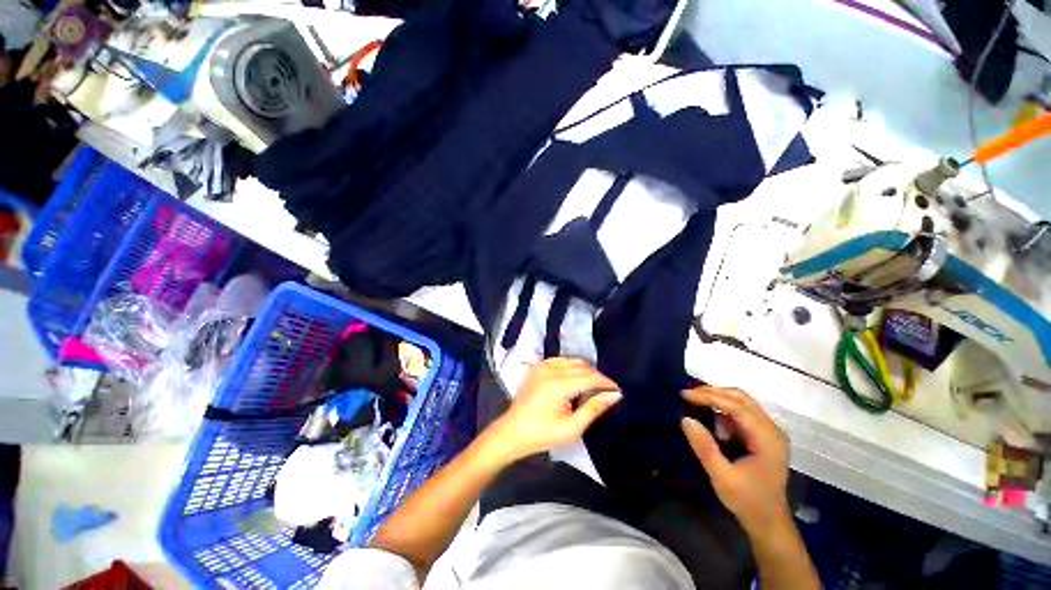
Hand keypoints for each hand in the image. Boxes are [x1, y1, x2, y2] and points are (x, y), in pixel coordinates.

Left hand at [483, 358, 621, 463]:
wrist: (513, 431)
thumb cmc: (542, 434)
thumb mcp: (571, 428)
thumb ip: (593, 409)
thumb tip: (614, 395)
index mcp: (559, 385)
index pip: (590, 377)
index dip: (606, 382)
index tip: (618, 391)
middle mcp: (551, 369)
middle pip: (583, 366)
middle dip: (598, 376)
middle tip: (606, 391)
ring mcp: (542, 365)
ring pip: (573, 360)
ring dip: (586, 370)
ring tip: (593, 385)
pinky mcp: (537, 366)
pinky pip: (561, 360)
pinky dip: (572, 366)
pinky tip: (575, 378)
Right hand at [681, 386, 790, 532]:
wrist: (769, 521)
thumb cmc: (747, 501)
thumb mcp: (722, 477)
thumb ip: (705, 447)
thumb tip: (685, 418)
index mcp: (767, 439)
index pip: (737, 407)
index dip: (709, 397)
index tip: (685, 395)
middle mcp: (772, 430)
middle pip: (741, 398)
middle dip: (713, 392)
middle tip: (687, 395)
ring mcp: (769, 431)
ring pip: (742, 402)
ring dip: (717, 396)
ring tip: (694, 399)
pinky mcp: (763, 435)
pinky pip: (742, 411)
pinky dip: (723, 406)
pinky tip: (708, 410)